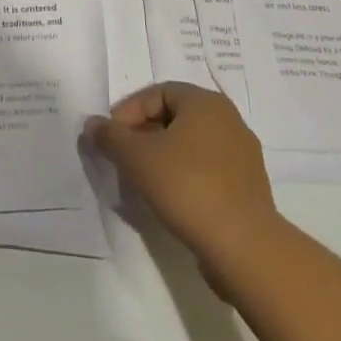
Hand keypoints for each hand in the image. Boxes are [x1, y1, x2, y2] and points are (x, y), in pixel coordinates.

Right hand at [85, 82, 282, 269]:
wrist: (244, 247)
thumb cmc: (187, 186)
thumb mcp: (136, 157)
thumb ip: (110, 136)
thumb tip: (92, 125)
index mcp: (206, 103)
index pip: (157, 93)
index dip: (129, 111)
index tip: (112, 138)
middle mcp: (229, 121)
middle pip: (174, 117)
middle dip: (143, 134)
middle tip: (123, 157)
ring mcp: (242, 155)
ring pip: (190, 145)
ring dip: (162, 157)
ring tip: (143, 180)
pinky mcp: (248, 188)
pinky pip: (207, 170)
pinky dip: (184, 176)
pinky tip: (170, 199)